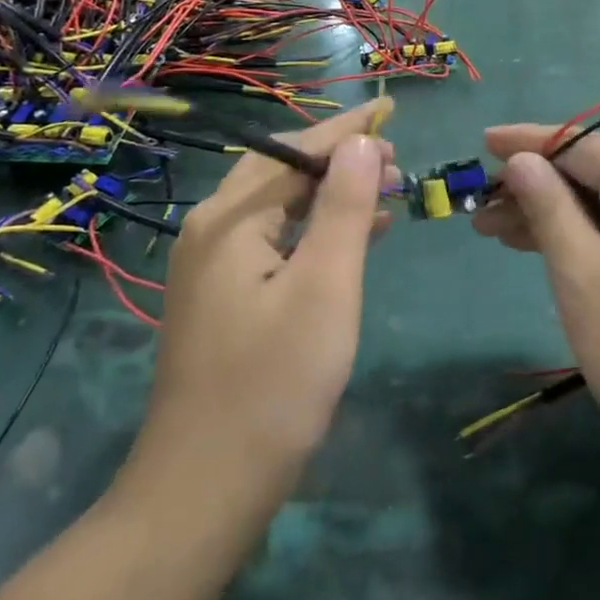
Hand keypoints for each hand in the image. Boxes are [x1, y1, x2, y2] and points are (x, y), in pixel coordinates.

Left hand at [124, 101, 399, 490]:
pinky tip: (357, 238)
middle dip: (340, 159)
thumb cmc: (273, 384)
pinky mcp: (223, 298)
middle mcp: (212, 231)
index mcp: (231, 220)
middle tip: (397, 159)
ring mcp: (212, 267)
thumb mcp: (325, 287)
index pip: (295, 152)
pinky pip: (275, 241)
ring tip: (388, 190)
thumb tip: (362, 143)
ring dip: (332, 194)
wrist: (203, 489)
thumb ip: (345, 208)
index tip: (389, 109)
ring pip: (280, 208)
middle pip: (282, 172)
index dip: (347, 130)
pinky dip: (316, 230)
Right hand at [472, 126, 599, 472]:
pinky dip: (575, 235)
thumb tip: (522, 159)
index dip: (525, 142)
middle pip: (588, 170)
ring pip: (598, 202)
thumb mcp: (583, 275)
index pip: (576, 142)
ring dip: (547, 212)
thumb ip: (549, 208)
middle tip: (477, 206)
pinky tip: (538, 248)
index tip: (481, 143)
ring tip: (491, 230)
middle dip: (531, 184)